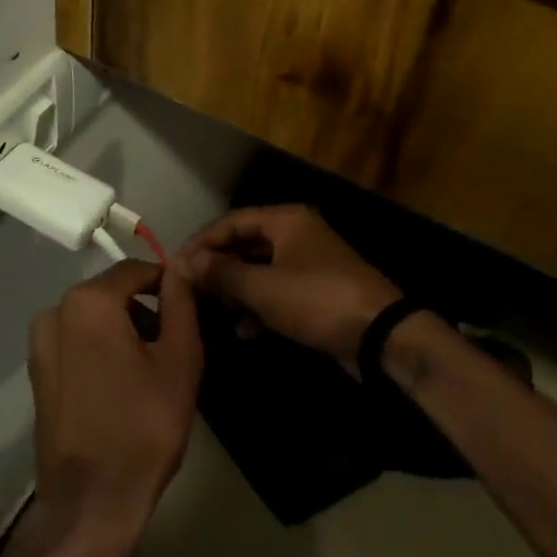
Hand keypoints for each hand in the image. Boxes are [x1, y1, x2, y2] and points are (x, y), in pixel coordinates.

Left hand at [26, 258, 201, 556]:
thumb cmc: (144, 427)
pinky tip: (121, 385)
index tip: (190, 307)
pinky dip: (100, 349)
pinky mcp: (36, 372)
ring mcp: (40, 343)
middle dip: (145, 310)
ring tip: (150, 369)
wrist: (90, 503)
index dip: (167, 283)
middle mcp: (56, 311)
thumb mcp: (179, 360)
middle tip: (174, 344)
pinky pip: (76, 342)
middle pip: (112, 294)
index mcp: (89, 301)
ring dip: (123, 330)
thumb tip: (181, 264)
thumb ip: (181, 302)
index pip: (136, 270)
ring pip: (93, 318)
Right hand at [183, 205, 400, 366]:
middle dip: (218, 267)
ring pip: (260, 269)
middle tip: (190, 288)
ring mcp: (308, 263)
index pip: (232, 221)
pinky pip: (277, 292)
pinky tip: (244, 331)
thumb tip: (185, 262)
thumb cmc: (317, 300)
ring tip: (212, 310)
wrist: (381, 335)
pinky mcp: (316, 292)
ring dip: (236, 289)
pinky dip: (258, 307)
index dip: (202, 241)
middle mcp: (296, 234)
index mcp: (286, 221)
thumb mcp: (263, 288)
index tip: (175, 264)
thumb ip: (222, 274)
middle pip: (245, 243)